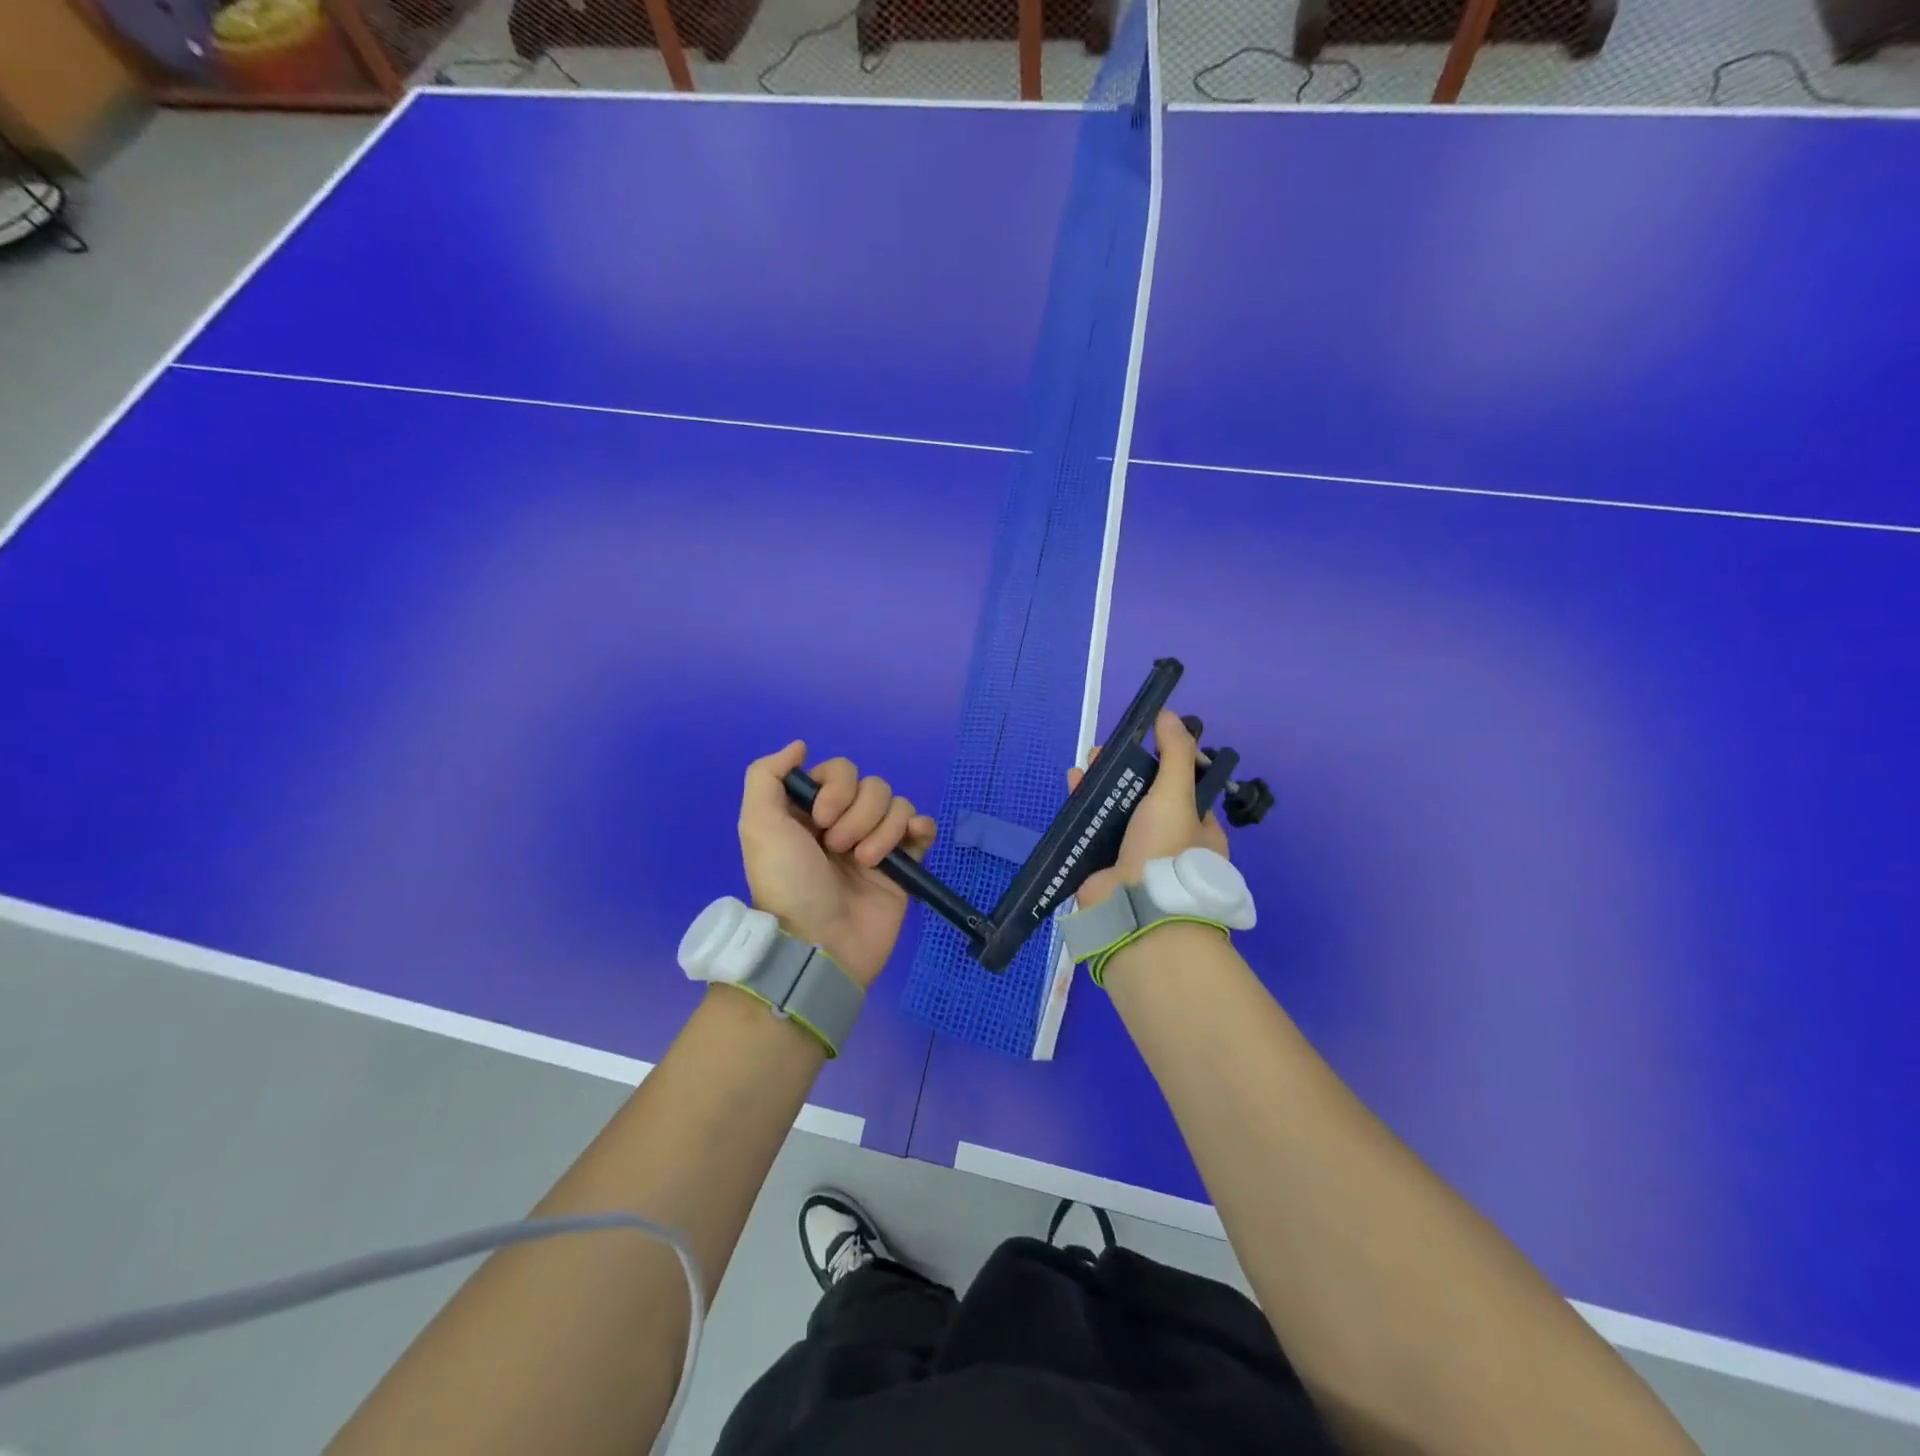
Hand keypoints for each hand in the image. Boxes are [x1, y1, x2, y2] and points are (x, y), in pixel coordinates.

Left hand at [737, 741, 936, 986]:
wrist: (820, 945)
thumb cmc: (788, 884)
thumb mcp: (758, 826)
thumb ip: (766, 776)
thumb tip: (800, 745)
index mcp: (811, 812)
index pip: (839, 771)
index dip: (836, 788)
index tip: (822, 819)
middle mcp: (844, 822)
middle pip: (871, 786)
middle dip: (859, 814)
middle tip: (839, 848)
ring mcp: (876, 843)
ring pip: (897, 804)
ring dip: (883, 830)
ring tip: (865, 863)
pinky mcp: (903, 865)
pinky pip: (921, 827)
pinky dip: (919, 828)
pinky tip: (909, 844)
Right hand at [1070, 710, 1228, 909]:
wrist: (1136, 910)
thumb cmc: (1166, 849)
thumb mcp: (1176, 794)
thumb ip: (1175, 753)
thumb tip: (1169, 714)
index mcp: (1198, 829)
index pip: (1184, 788)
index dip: (1164, 763)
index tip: (1144, 744)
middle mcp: (1168, 841)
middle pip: (1145, 796)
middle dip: (1125, 770)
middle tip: (1104, 752)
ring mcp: (1134, 854)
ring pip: (1116, 810)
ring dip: (1101, 784)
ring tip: (1085, 764)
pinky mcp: (1104, 863)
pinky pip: (1093, 828)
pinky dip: (1083, 806)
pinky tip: (1072, 786)